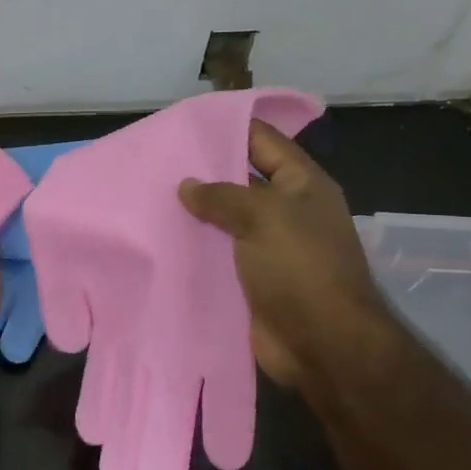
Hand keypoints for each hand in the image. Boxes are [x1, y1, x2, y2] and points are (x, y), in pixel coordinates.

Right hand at [179, 121, 391, 390]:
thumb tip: (187, 186)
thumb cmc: (300, 269)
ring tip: (148, 196)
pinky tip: (160, 238)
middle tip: (156, 161)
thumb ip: (223, 196)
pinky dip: (194, 247)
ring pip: (224, 219)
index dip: (227, 127)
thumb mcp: (264, 217)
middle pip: (240, 180)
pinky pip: (218, 254)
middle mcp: (286, 211)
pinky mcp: (250, 279)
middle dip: (202, 172)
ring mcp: (267, 247)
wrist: (322, 346)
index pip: (262, 140)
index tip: (184, 123)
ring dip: (194, 213)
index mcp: (302, 184)